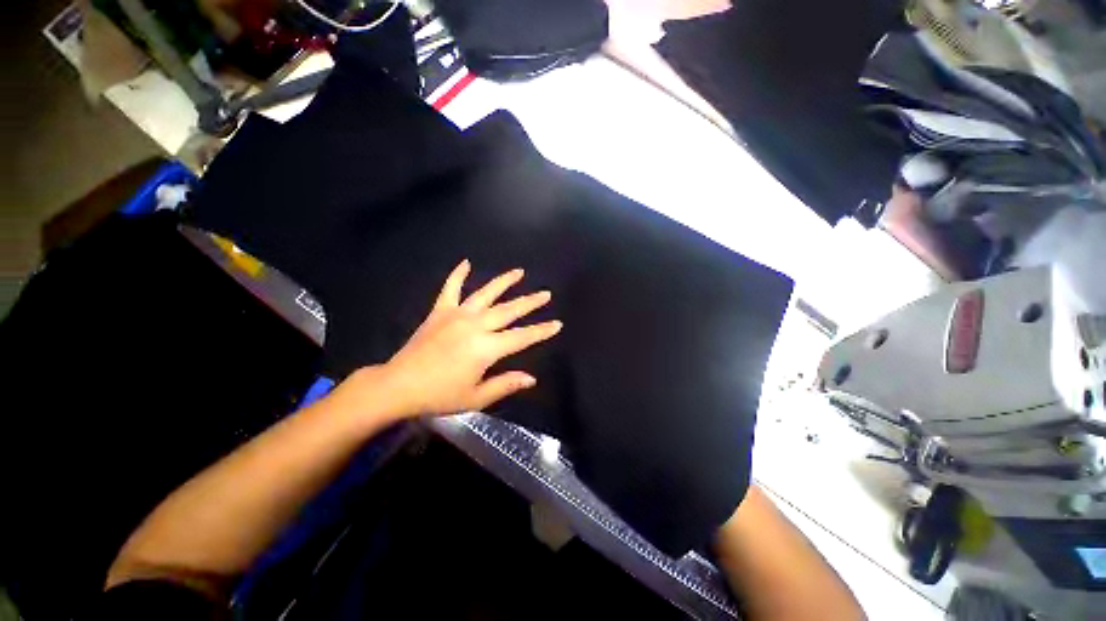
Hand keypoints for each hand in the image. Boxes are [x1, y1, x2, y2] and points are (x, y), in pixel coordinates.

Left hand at [363, 260, 561, 419]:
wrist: (398, 386)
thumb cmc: (439, 395)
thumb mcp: (476, 397)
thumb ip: (505, 384)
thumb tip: (531, 379)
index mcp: (486, 348)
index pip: (522, 337)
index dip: (541, 331)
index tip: (557, 324)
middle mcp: (476, 325)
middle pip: (509, 310)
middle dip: (530, 302)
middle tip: (545, 293)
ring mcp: (457, 314)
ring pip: (486, 293)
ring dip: (504, 282)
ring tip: (519, 271)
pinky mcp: (440, 311)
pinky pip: (450, 288)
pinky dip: (458, 274)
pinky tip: (466, 262)